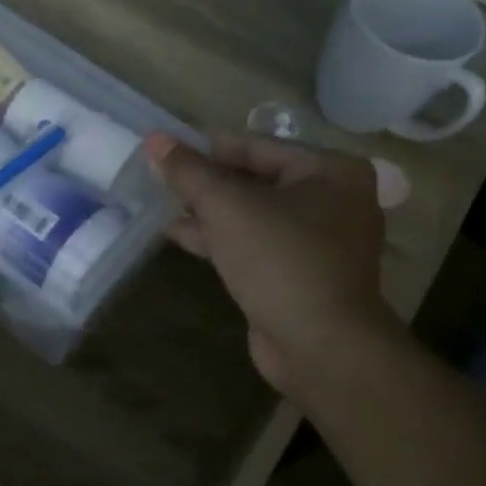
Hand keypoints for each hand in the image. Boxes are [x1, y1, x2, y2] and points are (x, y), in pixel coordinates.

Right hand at [145, 130, 398, 393]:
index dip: (206, 147)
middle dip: (206, 181)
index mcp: (329, 171)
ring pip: (251, 214)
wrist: (321, 348)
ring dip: (207, 210)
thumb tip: (154, 138)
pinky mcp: (298, 274)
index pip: (255, 146)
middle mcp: (332, 200)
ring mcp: (317, 241)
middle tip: (158, 176)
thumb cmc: (280, 260)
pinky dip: (219, 237)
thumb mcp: (226, 206)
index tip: (164, 148)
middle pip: (254, 179)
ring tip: (159, 202)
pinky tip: (178, 233)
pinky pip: (253, 243)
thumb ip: (188, 171)